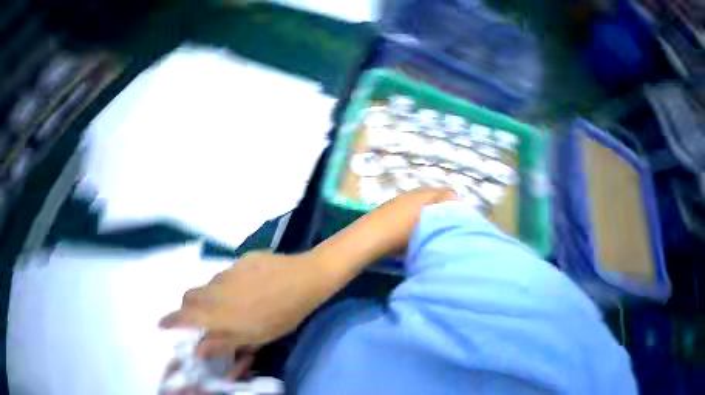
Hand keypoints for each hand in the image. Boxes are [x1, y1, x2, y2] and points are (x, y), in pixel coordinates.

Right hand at [159, 251, 332, 357]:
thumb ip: (225, 341)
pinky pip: (233, 267)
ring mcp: (235, 268)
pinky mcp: (249, 255)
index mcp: (219, 312)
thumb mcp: (256, 336)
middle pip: (191, 293)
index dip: (171, 320)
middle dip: (191, 303)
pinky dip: (234, 276)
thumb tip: (200, 346)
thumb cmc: (284, 312)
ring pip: (213, 280)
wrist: (306, 278)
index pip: (183, 316)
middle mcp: (220, 287)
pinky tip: (253, 278)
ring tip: (235, 294)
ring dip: (215, 289)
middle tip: (205, 310)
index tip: (165, 323)